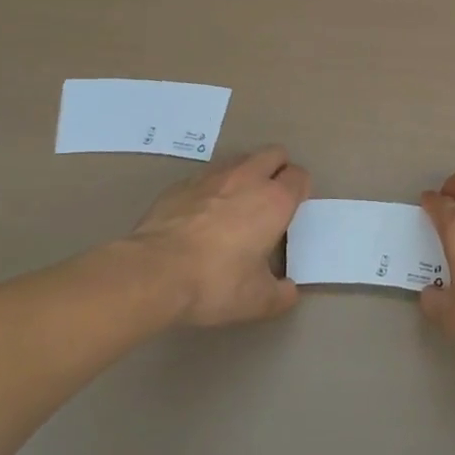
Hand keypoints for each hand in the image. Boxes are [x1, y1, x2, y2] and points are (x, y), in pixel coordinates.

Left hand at [127, 147, 309, 326]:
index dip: (300, 190)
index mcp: (275, 201)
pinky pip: (207, 175)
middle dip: (278, 169)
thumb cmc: (216, 282)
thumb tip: (288, 291)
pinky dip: (212, 187)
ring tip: (236, 203)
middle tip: (270, 199)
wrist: (154, 272)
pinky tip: (201, 214)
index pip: (299, 176)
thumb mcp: (257, 301)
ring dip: (246, 173)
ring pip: (240, 159)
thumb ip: (280, 294)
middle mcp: (248, 178)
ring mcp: (212, 176)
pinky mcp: (181, 183)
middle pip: (274, 154)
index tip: (292, 209)